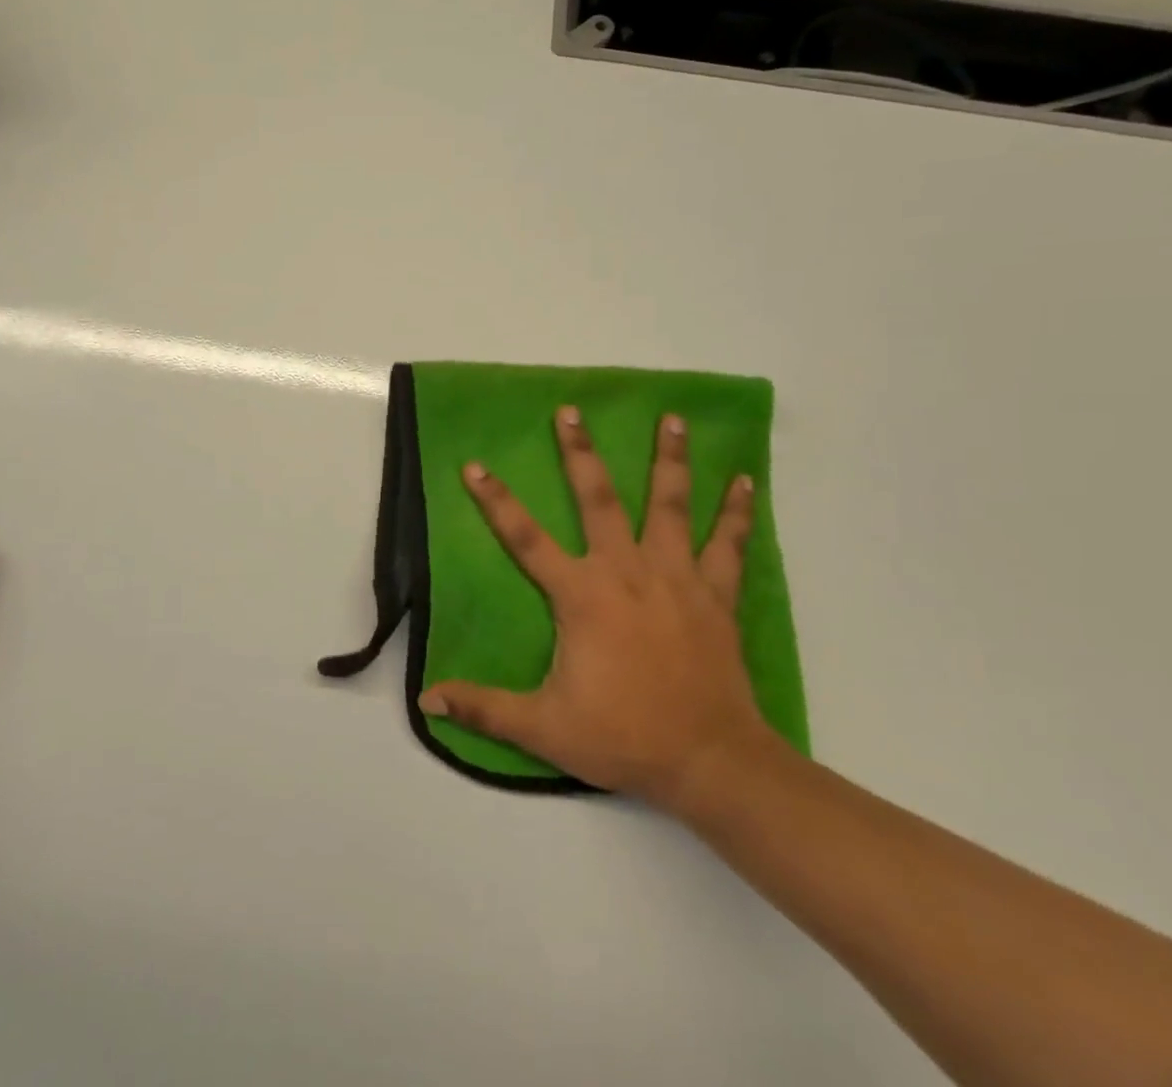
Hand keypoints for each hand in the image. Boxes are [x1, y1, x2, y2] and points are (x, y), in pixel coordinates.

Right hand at [418, 406, 772, 815]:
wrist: (710, 761)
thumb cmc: (624, 736)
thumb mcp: (544, 728)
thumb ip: (485, 708)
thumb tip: (427, 699)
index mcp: (582, 595)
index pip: (526, 538)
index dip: (496, 502)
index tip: (475, 466)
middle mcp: (626, 571)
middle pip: (599, 499)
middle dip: (581, 452)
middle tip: (571, 411)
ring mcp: (676, 577)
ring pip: (670, 505)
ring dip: (669, 459)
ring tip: (672, 417)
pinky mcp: (715, 594)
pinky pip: (728, 544)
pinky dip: (737, 511)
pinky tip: (744, 480)